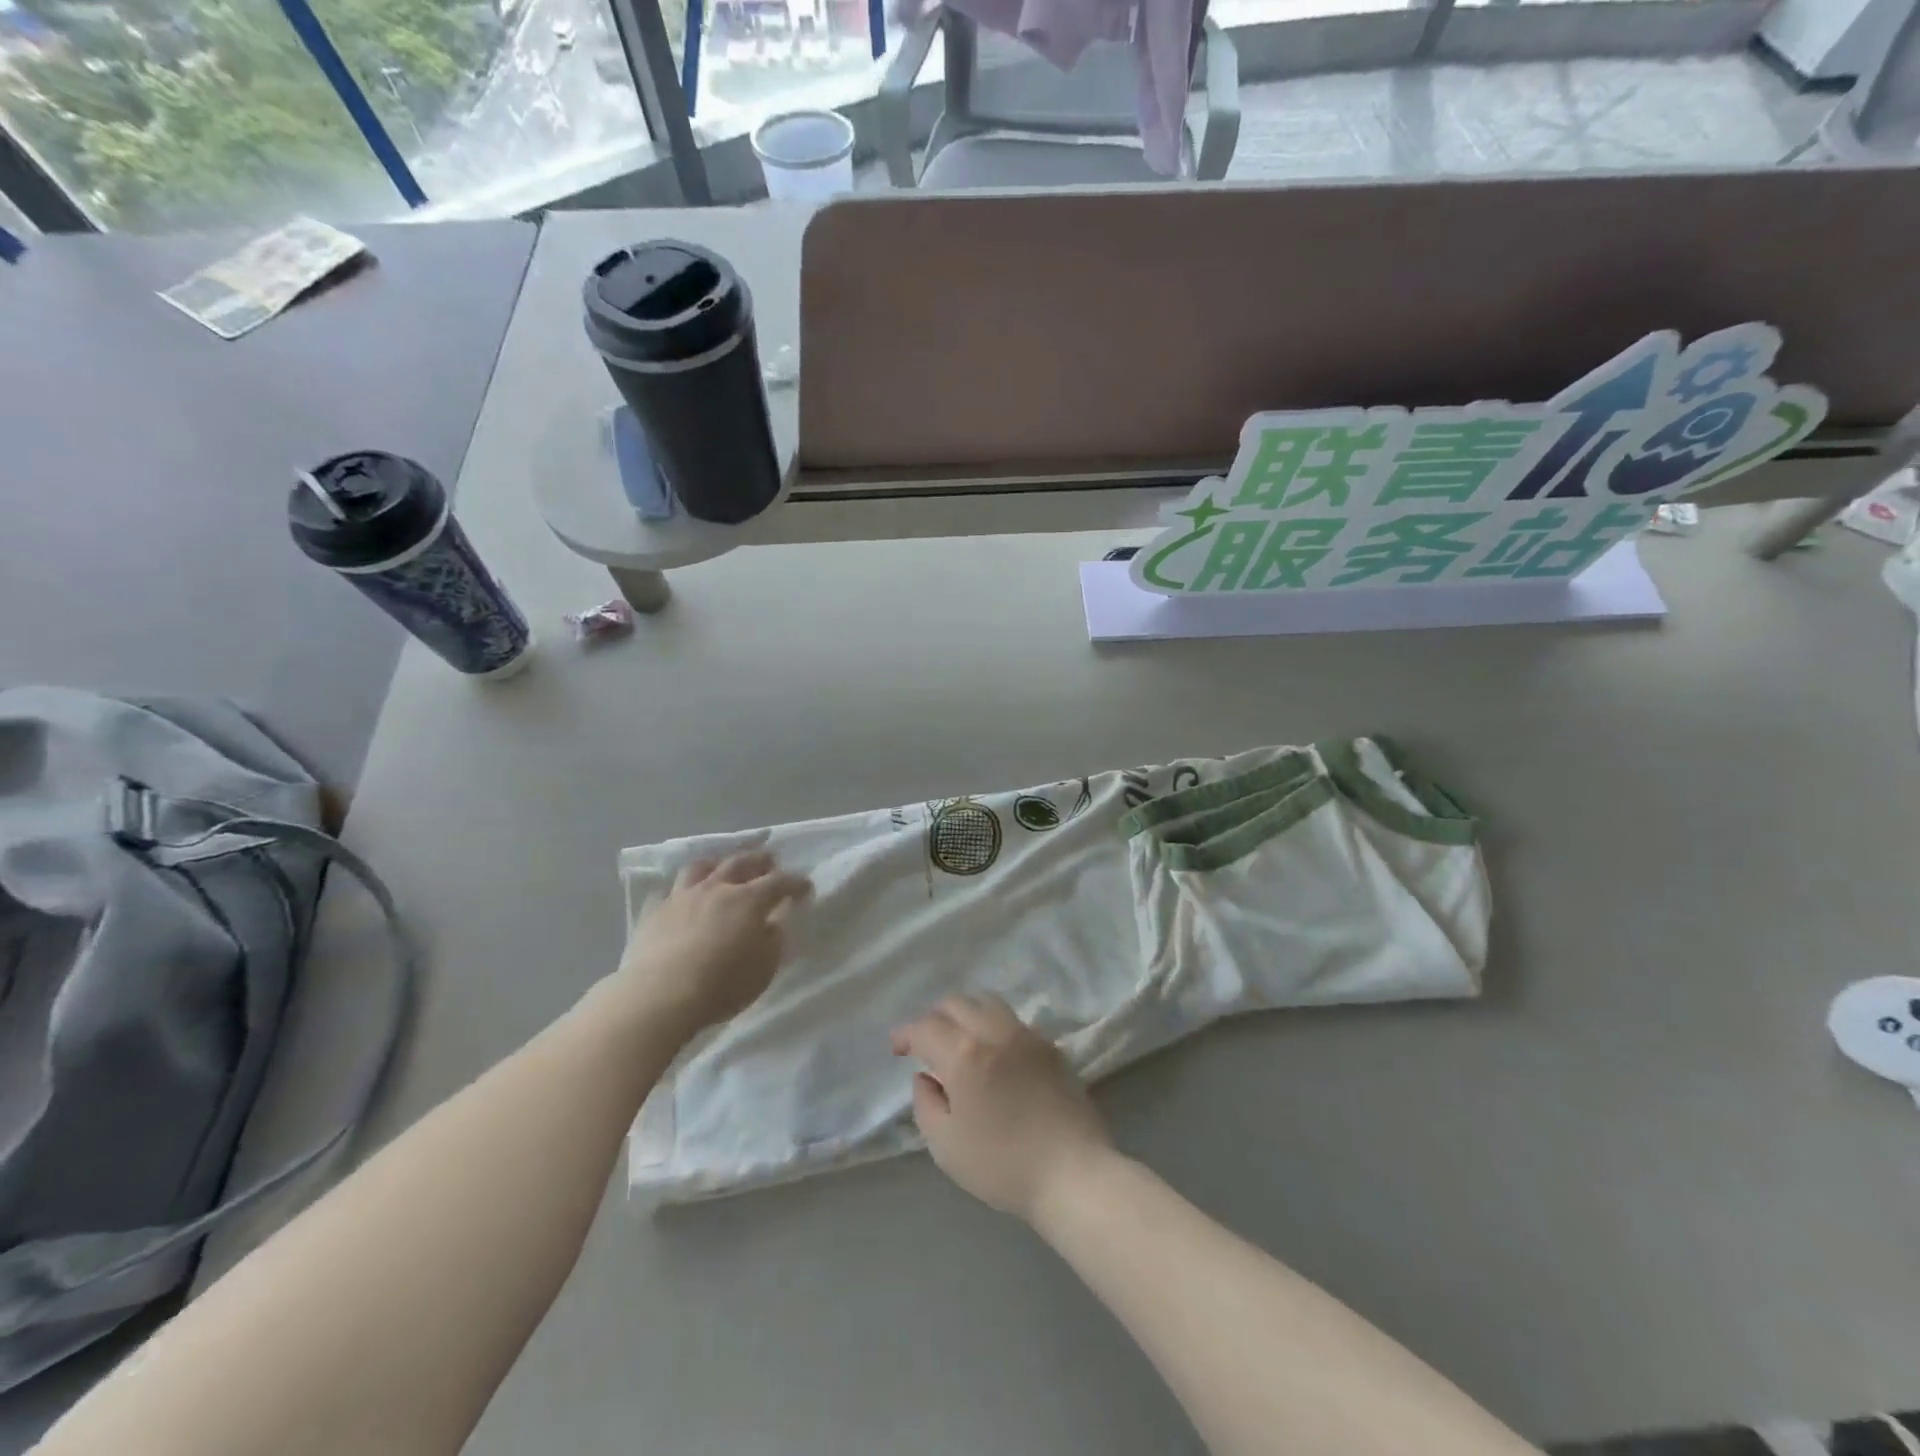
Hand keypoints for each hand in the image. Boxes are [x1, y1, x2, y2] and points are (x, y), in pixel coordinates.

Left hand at [618, 851, 810, 1036]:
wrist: (660, 996)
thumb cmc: (721, 985)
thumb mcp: (764, 969)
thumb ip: (773, 942)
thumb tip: (772, 925)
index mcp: (748, 900)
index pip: (779, 882)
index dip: (795, 883)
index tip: (805, 888)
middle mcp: (716, 889)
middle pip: (740, 862)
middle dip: (759, 860)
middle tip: (769, 861)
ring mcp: (682, 897)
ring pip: (701, 867)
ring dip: (717, 864)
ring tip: (722, 867)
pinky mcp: (654, 912)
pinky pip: (667, 891)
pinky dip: (679, 891)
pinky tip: (681, 898)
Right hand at [890, 993, 1112, 1221]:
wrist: (1073, 1173)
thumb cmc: (1002, 1165)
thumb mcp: (946, 1145)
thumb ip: (926, 1104)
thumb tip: (926, 1077)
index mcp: (965, 1054)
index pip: (926, 1026)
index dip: (906, 1033)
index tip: (897, 1049)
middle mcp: (995, 1032)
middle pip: (957, 1003)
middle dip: (934, 1018)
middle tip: (926, 1044)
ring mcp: (1026, 1035)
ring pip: (987, 1003)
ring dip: (965, 1014)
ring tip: (959, 1041)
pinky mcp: (1050, 1046)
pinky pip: (1012, 1022)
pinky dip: (993, 1027)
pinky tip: (993, 1054)